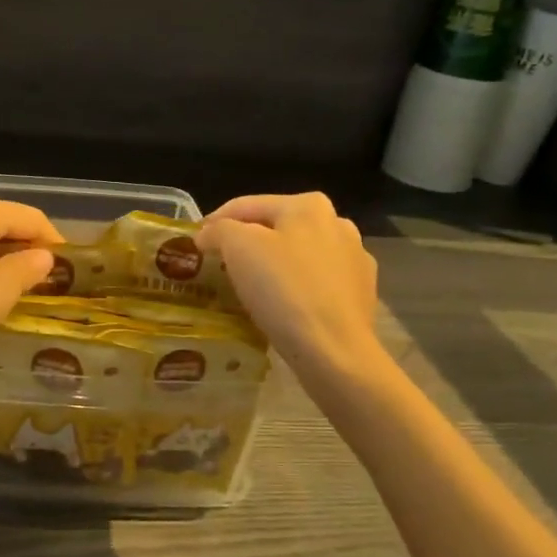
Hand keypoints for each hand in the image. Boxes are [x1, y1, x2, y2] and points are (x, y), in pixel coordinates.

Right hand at [199, 193, 381, 379]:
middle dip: (246, 243)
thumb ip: (219, 230)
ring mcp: (354, 260)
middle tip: (219, 265)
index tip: (195, 243)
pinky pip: (316, 283)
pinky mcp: (361, 294)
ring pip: (297, 255)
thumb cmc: (283, 290)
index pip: (247, 205)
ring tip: (248, 288)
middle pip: (276, 228)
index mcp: (308, 205)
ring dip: (273, 265)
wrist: (334, 351)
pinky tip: (282, 306)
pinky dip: (295, 288)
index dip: (214, 222)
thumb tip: (209, 234)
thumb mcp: (238, 247)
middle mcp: (337, 224)